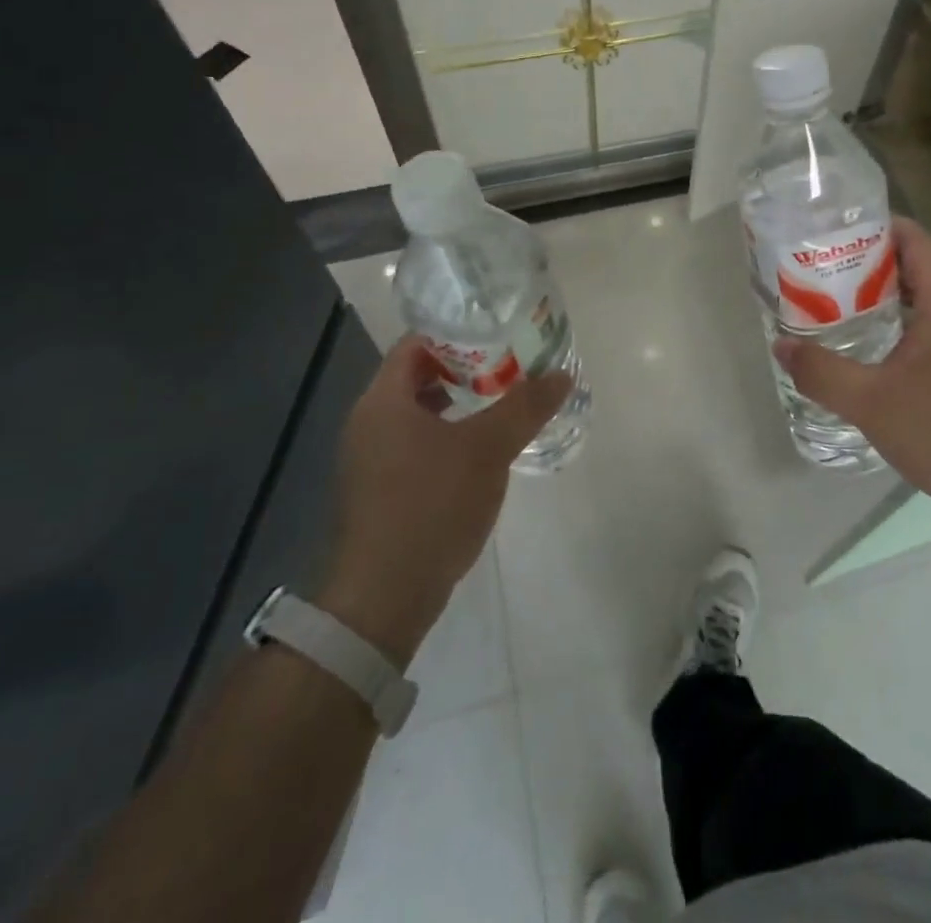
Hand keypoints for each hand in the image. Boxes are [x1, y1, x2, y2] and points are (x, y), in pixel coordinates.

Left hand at [320, 336, 569, 664]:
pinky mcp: (378, 490)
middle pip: (416, 376)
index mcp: (383, 401)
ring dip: (457, 403)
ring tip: (501, 402)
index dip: (457, 333)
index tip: (497, 333)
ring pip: (417, 412)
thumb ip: (525, 407)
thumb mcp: (487, 449)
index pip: (416, 343)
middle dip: (464, 368)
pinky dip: (446, 434)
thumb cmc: (432, 505)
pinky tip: (479, 450)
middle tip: (509, 365)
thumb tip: (562, 374)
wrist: (384, 597)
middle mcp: (368, 422)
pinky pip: (414, 443)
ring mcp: (369, 459)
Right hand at [774, 218, 930, 526]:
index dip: (874, 226)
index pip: (914, 238)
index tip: (830, 233)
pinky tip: (870, 345)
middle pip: (915, 263)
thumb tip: (782, 346)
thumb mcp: (872, 403)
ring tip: (835, 301)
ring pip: (924, 296)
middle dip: (867, 260)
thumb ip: (822, 372)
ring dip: (882, 294)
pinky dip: (899, 321)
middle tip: (819, 268)